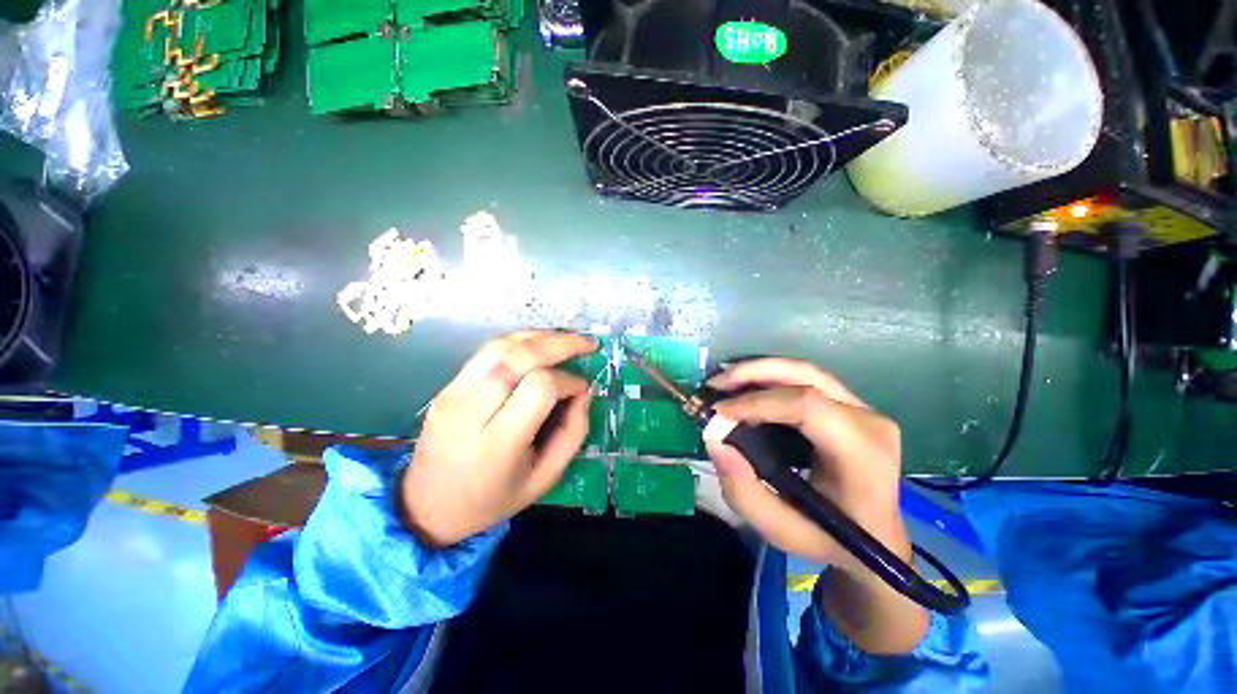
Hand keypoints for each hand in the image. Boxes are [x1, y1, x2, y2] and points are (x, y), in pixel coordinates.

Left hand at [401, 331, 595, 547]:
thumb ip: (573, 433)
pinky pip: (487, 351)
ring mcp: (453, 394)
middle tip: (588, 344)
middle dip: (561, 344)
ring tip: (567, 339)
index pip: (540, 387)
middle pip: (520, 357)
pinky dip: (519, 341)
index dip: (568, 380)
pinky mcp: (447, 386)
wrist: (426, 506)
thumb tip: (585, 391)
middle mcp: (471, 411)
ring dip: (540, 336)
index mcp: (498, 443)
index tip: (583, 387)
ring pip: (502, 345)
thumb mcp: (545, 478)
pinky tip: (539, 344)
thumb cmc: (492, 499)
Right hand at [706, 358, 928, 653]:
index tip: (719, 412)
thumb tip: (715, 440)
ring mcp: (862, 408)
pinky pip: (804, 380)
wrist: (874, 538)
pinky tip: (745, 389)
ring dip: (758, 371)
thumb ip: (743, 491)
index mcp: (863, 454)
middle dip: (753, 373)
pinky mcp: (849, 405)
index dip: (757, 402)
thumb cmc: (830, 539)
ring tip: (724, 383)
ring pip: (803, 371)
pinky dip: (769, 379)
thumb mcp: (781, 530)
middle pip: (806, 375)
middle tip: (715, 384)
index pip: (807, 407)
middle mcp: (868, 421)